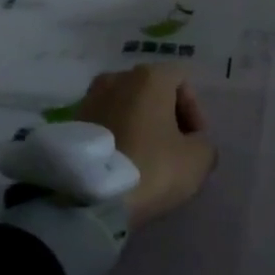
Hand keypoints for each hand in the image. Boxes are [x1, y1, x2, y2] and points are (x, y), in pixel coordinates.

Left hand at [75, 64, 215, 227]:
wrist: (88, 198)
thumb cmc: (151, 167)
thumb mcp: (198, 159)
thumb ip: (204, 143)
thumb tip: (193, 144)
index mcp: (149, 77)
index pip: (182, 80)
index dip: (195, 110)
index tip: (195, 140)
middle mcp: (117, 78)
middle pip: (152, 91)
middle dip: (167, 116)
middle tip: (174, 149)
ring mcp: (89, 99)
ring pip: (126, 107)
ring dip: (140, 126)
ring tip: (146, 159)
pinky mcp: (70, 124)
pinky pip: (105, 124)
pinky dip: (118, 137)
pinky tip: (123, 164)